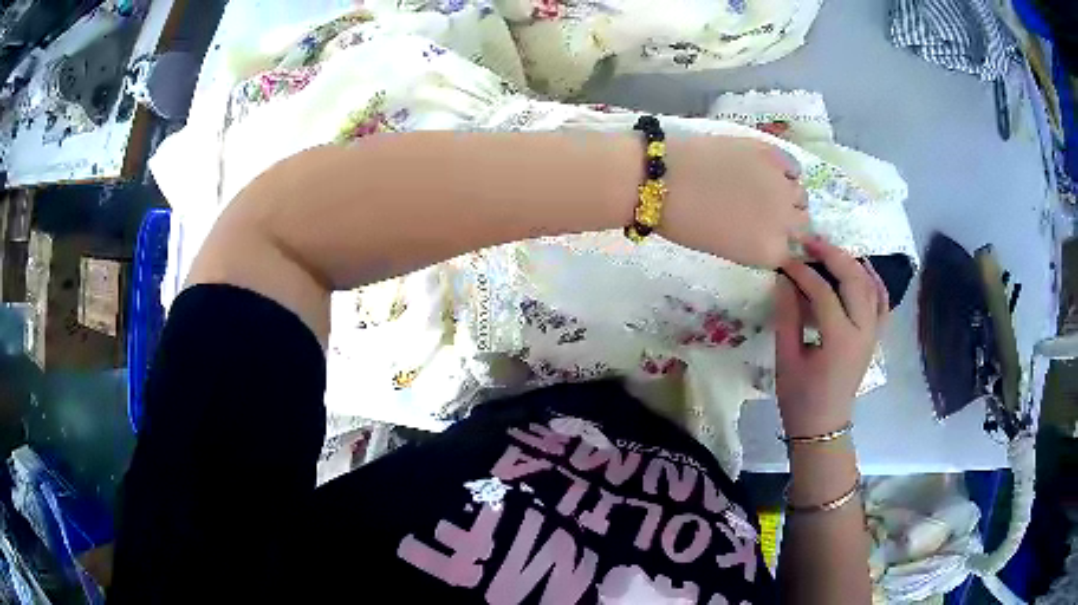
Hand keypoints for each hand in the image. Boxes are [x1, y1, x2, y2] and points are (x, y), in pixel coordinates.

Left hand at [662, 135, 808, 267]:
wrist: (663, 179)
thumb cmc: (685, 222)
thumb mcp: (727, 249)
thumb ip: (757, 244)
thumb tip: (772, 233)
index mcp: (771, 251)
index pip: (791, 251)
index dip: (780, 240)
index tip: (768, 233)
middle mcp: (785, 221)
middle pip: (802, 223)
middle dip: (788, 219)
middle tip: (766, 210)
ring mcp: (782, 185)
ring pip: (800, 194)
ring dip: (788, 194)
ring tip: (765, 187)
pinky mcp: (773, 154)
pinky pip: (793, 166)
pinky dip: (785, 169)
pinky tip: (768, 169)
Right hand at [774, 237, 889, 436]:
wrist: (824, 425)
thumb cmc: (801, 398)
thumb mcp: (787, 359)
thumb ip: (787, 317)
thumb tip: (784, 279)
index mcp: (840, 341)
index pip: (824, 292)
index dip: (803, 273)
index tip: (784, 262)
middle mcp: (863, 331)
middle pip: (854, 280)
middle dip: (832, 255)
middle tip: (809, 242)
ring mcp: (873, 333)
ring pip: (871, 285)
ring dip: (852, 262)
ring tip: (830, 250)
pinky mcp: (875, 335)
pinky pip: (882, 300)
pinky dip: (874, 280)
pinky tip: (861, 267)